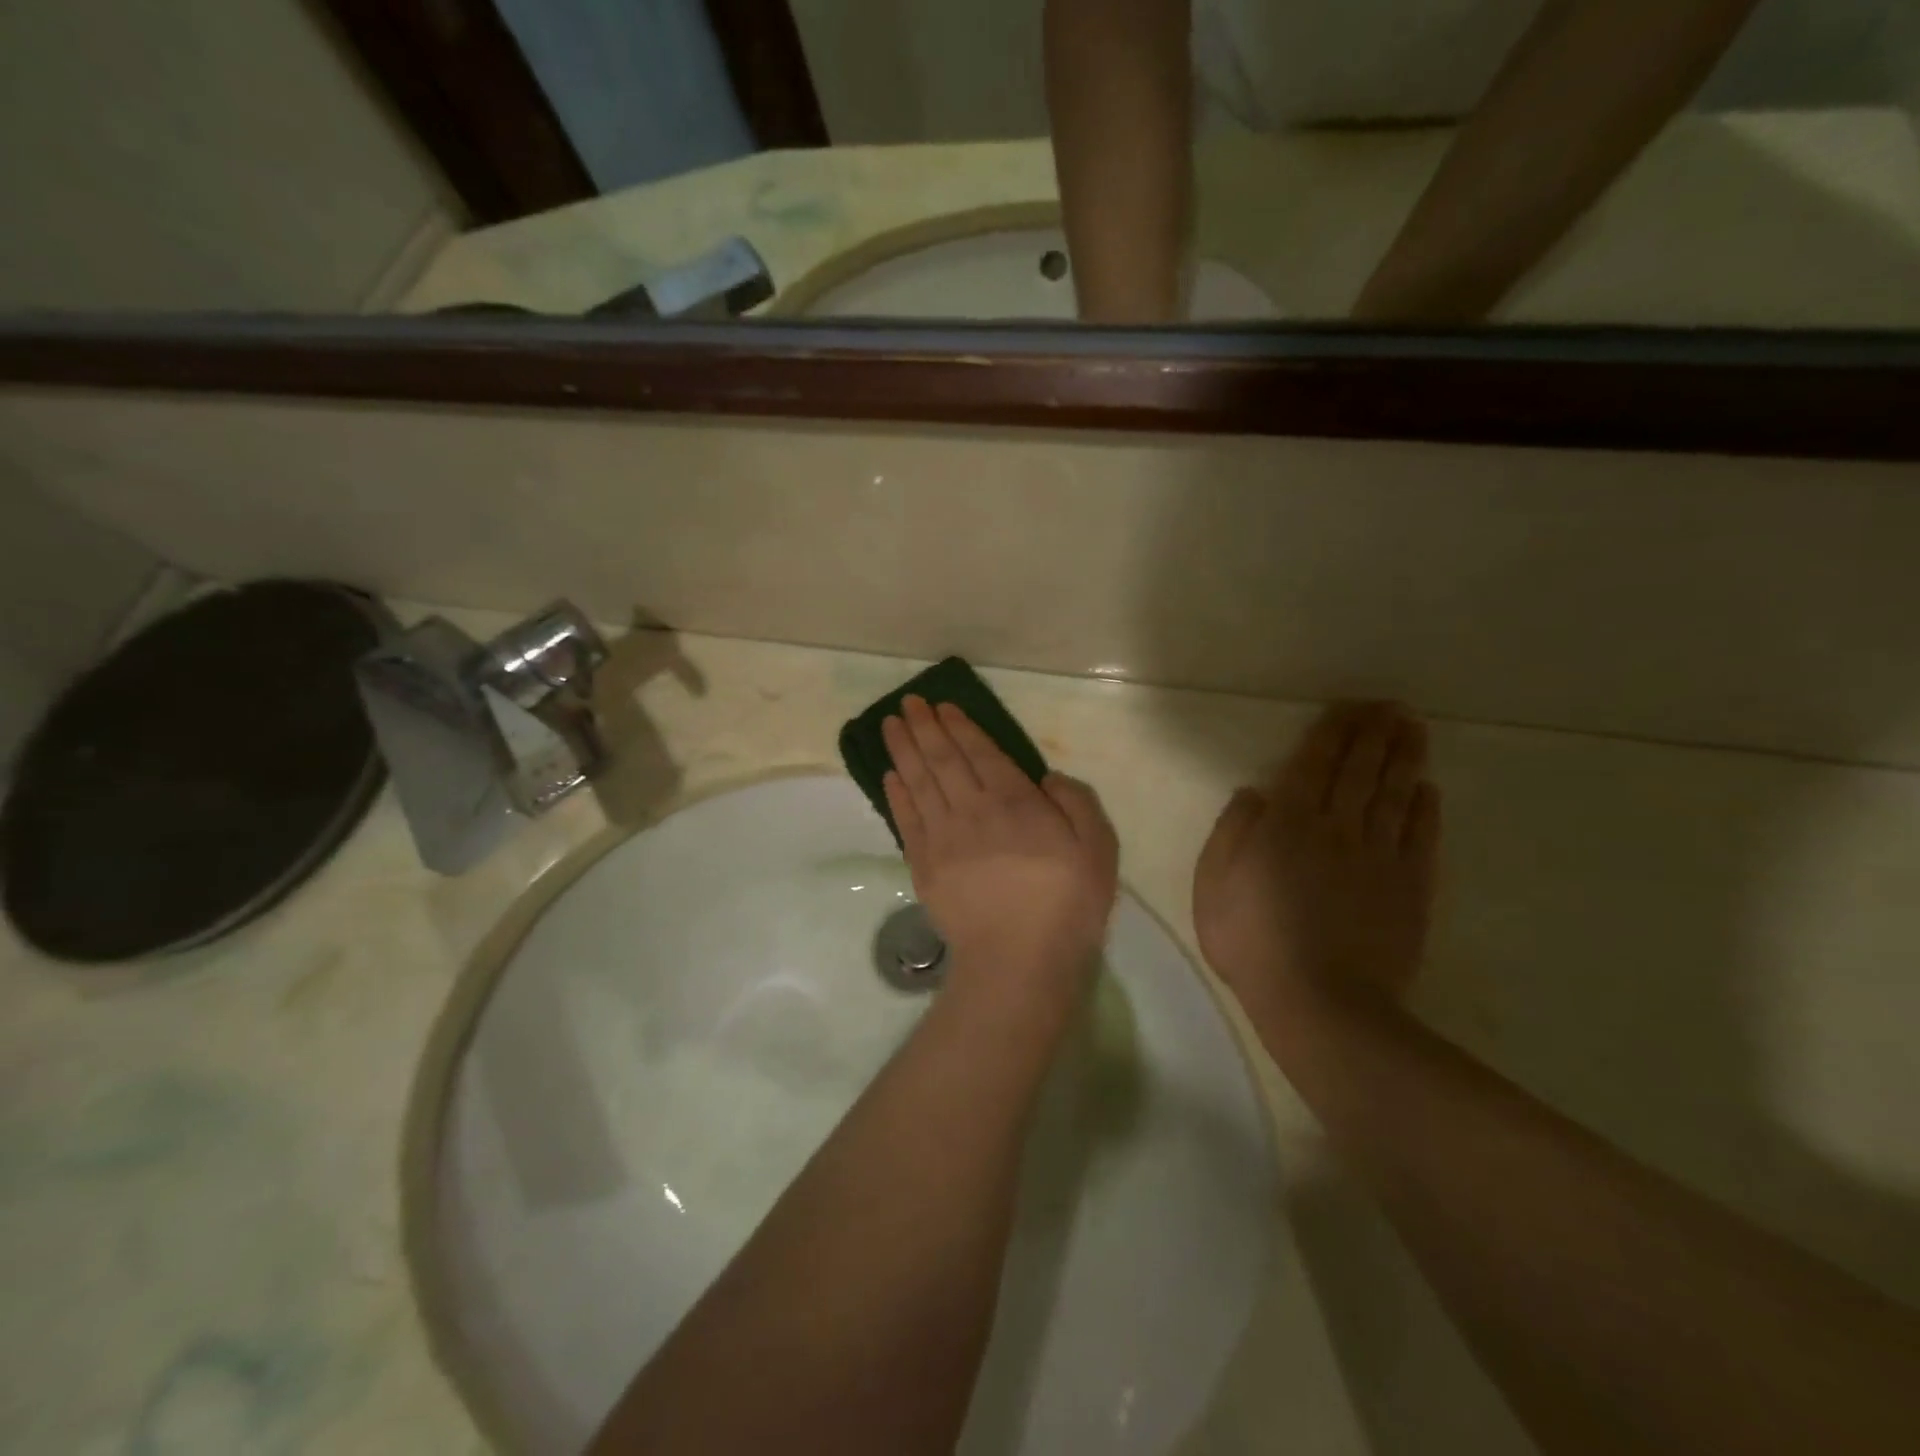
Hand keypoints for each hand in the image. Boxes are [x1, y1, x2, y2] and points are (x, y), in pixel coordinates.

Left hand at [883, 696, 1117, 1009]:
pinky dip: (896, 794)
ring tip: (889, 725)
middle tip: (908, 703)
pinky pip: (906, 820)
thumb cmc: (1067, 903)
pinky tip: (889, 775)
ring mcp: (943, 837)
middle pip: (943, 759)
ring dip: (903, 750)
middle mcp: (973, 809)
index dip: (960, 727)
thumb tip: (1045, 778)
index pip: (981, 753)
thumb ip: (1075, 801)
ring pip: (918, 782)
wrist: (1019, 960)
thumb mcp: (1098, 846)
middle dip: (924, 728)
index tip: (942, 707)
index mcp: (1015, 801)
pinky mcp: (924, 865)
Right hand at [1192, 703, 1440, 1038]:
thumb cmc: (1252, 942)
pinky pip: (1420, 836)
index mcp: (1288, 824)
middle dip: (1374, 733)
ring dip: (1404, 757)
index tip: (1349, 707)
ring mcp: (1379, 856)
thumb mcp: (1213, 886)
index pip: (1314, 764)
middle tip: (1390, 706)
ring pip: (1394, 793)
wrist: (1320, 1003)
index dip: (1332, 732)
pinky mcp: (1410, 887)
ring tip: (1414, 728)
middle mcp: (1337, 827)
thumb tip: (1254, 793)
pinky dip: (1425, 807)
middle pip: (1360, 770)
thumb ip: (1232, 832)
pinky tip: (1426, 788)